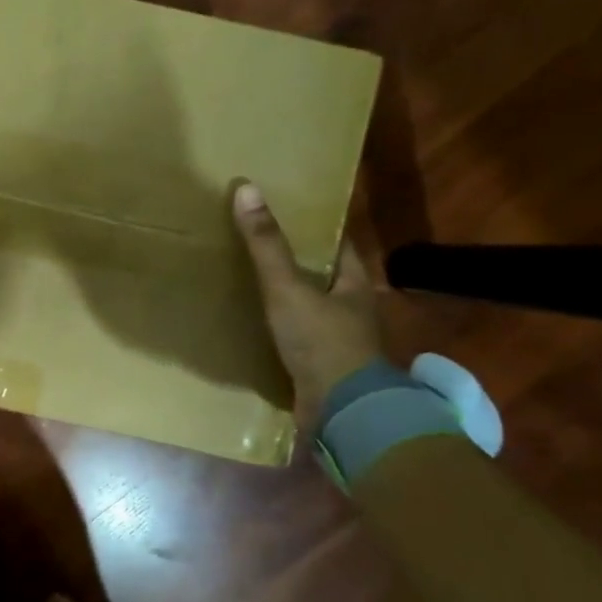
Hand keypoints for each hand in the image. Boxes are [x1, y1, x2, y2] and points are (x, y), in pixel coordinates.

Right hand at [232, 181, 387, 436]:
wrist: (341, 412)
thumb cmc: (322, 342)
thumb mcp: (288, 288)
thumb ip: (266, 245)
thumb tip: (246, 189)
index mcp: (355, 285)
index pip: (340, 246)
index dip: (318, 230)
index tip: (290, 214)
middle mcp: (352, 311)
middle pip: (325, 278)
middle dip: (298, 264)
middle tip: (260, 245)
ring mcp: (338, 343)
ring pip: (310, 310)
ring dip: (288, 299)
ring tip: (250, 282)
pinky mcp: (321, 369)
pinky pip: (297, 340)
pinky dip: (280, 331)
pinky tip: (254, 326)